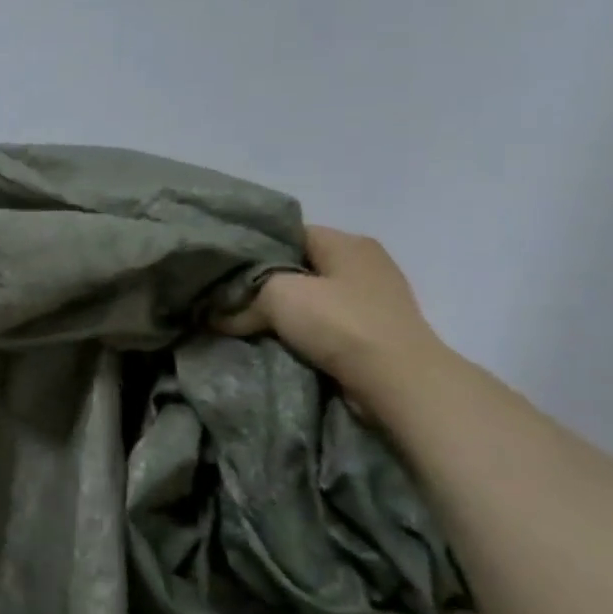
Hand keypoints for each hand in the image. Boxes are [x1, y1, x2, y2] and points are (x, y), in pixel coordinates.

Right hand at [219, 226, 447, 406]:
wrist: (398, 381)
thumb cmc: (340, 323)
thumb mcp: (277, 296)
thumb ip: (242, 301)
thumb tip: (215, 317)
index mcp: (348, 242)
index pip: (290, 233)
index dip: (255, 248)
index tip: (225, 269)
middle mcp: (365, 264)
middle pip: (300, 266)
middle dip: (266, 284)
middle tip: (230, 299)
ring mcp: (374, 300)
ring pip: (313, 298)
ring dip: (285, 312)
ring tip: (248, 324)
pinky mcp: (375, 333)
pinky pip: (327, 325)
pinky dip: (304, 332)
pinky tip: (279, 342)